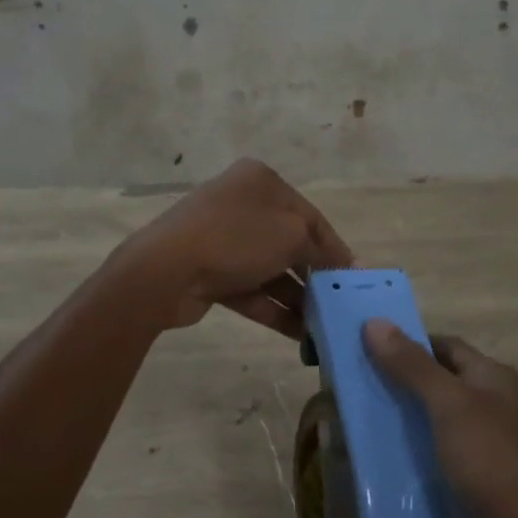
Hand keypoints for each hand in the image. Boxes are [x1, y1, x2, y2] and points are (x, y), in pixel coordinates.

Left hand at [120, 159, 352, 338]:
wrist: (165, 270)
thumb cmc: (237, 239)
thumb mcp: (292, 235)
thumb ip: (321, 249)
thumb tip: (341, 264)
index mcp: (261, 182)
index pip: (311, 216)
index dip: (335, 248)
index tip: (353, 279)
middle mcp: (242, 204)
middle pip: (290, 243)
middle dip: (313, 276)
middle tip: (337, 305)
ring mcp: (222, 238)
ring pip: (269, 269)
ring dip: (296, 298)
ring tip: (323, 327)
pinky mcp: (209, 271)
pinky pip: (250, 289)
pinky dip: (273, 308)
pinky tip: (299, 336)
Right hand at [364, 324, 517, 517]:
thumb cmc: (496, 467)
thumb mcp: (452, 407)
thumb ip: (413, 366)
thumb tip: (375, 322)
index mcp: (492, 380)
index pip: (442, 346)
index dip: (405, 342)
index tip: (359, 346)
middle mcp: (489, 410)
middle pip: (433, 386)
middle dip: (392, 386)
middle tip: (345, 390)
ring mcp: (481, 453)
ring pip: (429, 429)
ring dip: (394, 428)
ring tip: (347, 429)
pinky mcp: (471, 491)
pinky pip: (431, 467)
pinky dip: (405, 465)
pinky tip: (372, 471)